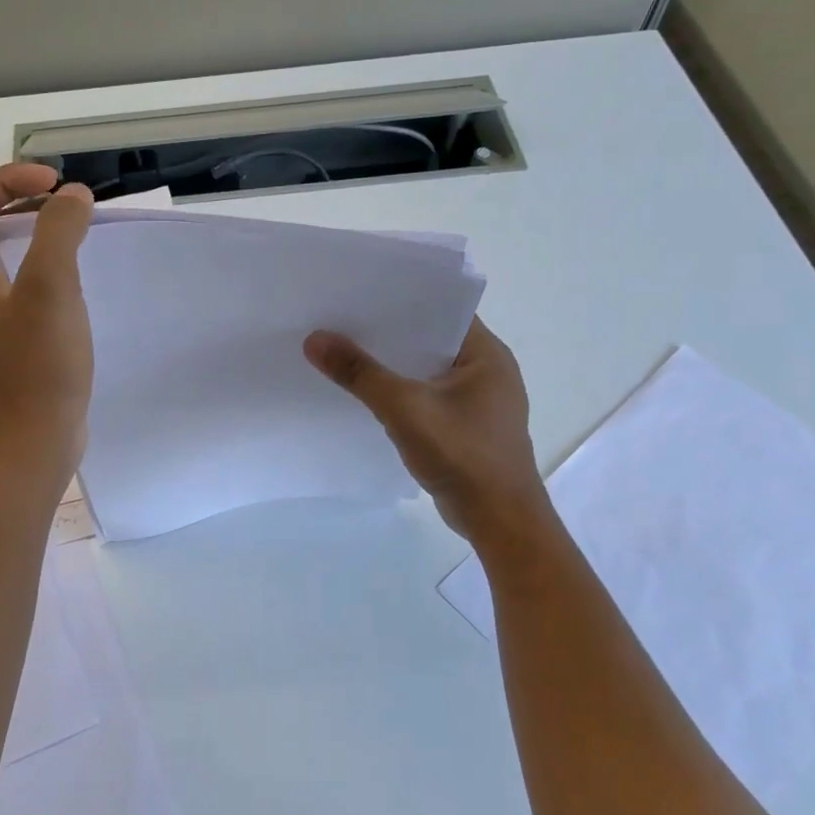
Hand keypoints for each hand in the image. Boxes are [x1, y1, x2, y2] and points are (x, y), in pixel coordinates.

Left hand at [0, 164, 94, 476]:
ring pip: (9, 258)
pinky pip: (26, 287)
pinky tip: (80, 280)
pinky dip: (49, 269)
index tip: (56, 184)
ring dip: (41, 236)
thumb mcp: (50, 287)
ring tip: (79, 234)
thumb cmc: (37, 365)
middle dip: (27, 203)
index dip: (10, 179)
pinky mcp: (14, 340)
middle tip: (70, 204)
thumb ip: (59, 231)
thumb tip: (72, 197)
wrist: (35, 442)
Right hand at [304, 318, 545, 539]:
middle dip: (388, 333)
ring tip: (346, 351)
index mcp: (486, 354)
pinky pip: (427, 397)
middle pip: (429, 340)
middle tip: (341, 319)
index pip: (442, 310)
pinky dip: (401, 393)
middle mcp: (487, 370)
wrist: (499, 523)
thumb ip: (360, 373)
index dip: (401, 299)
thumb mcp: (404, 409)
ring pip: (426, 371)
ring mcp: (478, 401)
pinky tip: (367, 394)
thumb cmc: (463, 456)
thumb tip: (315, 339)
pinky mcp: (466, 426)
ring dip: (393, 366)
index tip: (359, 292)